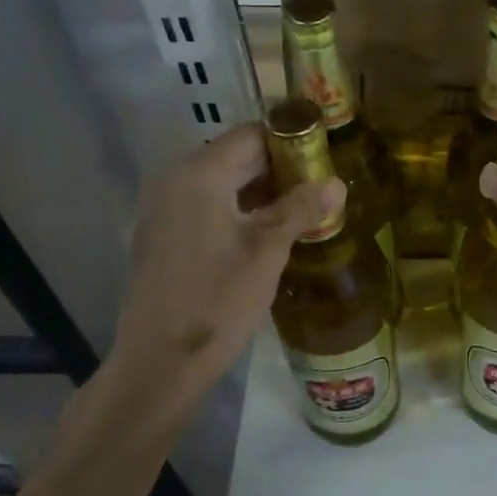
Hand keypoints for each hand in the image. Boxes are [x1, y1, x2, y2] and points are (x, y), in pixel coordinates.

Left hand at [103, 124, 343, 412]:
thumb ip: (301, 209)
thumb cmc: (217, 299)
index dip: (292, 142)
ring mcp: (164, 207)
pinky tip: (269, 233)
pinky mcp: (164, 233)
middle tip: (321, 190)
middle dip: (281, 170)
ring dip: (263, 192)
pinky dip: (240, 210)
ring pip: (223, 183)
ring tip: (304, 212)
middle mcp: (175, 179)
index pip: (252, 135)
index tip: (325, 161)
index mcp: (198, 173)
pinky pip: (208, 205)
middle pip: (236, 156)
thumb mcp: (268, 251)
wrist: (159, 360)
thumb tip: (337, 182)